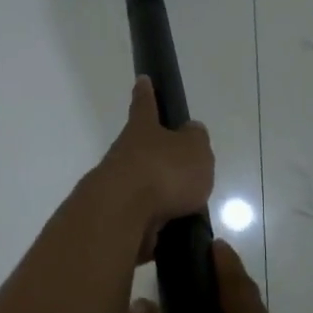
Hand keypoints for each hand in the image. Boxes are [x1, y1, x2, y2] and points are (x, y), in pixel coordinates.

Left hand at [97, 76, 213, 262]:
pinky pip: (142, 217)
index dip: (146, 93)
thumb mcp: (194, 149)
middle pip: (141, 149)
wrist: (122, 215)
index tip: (142, 80)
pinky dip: (156, 223)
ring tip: (187, 206)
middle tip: (180, 166)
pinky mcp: (117, 219)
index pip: (145, 105)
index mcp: (142, 130)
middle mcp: (124, 154)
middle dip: (157, 155)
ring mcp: (117, 187)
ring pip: (142, 185)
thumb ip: (196, 139)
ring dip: (160, 194)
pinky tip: (174, 232)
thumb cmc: (163, 172)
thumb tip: (190, 132)